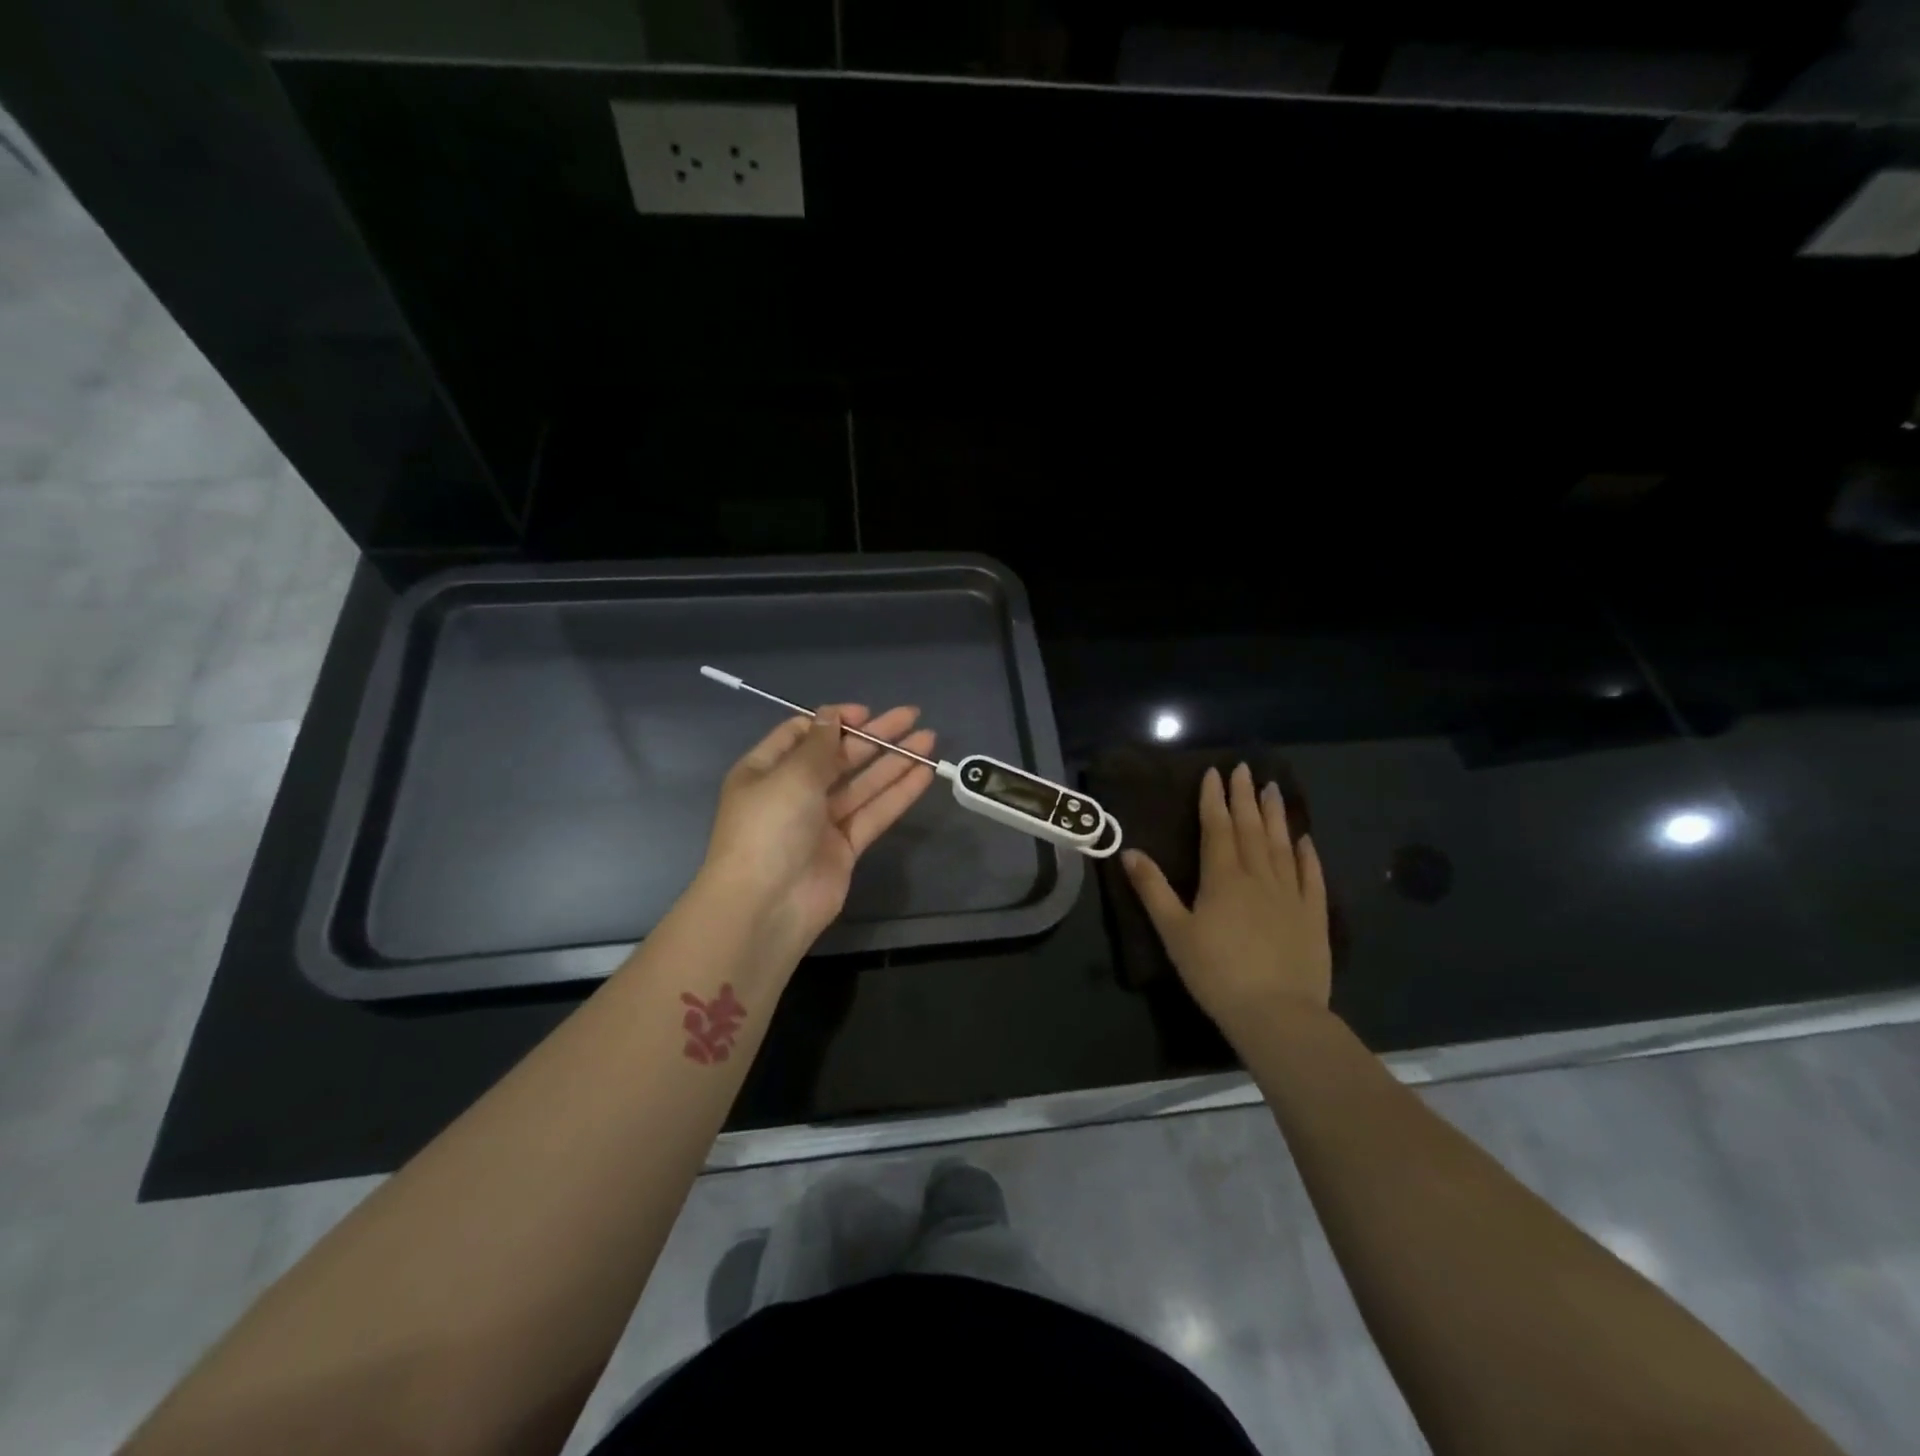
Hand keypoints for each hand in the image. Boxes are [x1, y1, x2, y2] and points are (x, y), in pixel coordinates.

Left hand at [700, 704, 936, 951]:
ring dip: (894, 762)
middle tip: (911, 716)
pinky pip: (873, 813)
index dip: (834, 720)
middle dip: (874, 736)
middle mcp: (793, 793)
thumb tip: (831, 715)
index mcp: (766, 770)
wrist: (766, 905)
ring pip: (862, 784)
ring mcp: (820, 822)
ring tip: (929, 740)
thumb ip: (819, 744)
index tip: (866, 713)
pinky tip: (924, 773)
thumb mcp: (791, 775)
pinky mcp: (844, 848)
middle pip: (839, 756)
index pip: (802, 734)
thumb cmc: (769, 828)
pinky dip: (897, 794)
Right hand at [1122, 763, 1330, 1037]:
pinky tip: (1305, 839)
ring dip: (1276, 815)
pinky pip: (1312, 876)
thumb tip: (1128, 851)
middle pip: (1251, 829)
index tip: (1215, 772)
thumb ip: (1152, 889)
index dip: (1214, 799)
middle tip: (1247, 769)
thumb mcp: (1173, 932)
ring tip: (1274, 789)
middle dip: (1245, 797)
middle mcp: (1259, 876)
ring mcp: (1291, 894)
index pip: (1217, 828)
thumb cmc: (1216, 973)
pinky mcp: (1314, 916)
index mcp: (1223, 877)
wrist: (1277, 1013)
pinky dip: (1308, 855)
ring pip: (1282, 845)